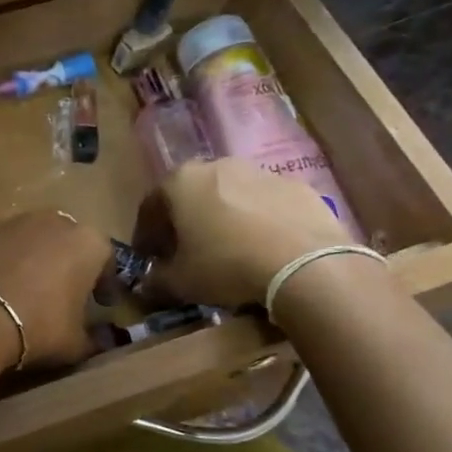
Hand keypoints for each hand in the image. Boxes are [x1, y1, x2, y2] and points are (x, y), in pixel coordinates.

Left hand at [0, 211, 110, 372]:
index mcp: (86, 243)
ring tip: (16, 290)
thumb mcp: (75, 345)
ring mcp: (7, 220)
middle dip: (63, 263)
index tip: (100, 303)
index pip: (105, 258)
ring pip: (24, 237)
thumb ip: (93, 340)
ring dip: (25, 258)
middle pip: (63, 240)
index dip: (103, 282)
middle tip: (57, 293)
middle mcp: (50, 221)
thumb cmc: (37, 328)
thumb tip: (102, 341)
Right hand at [132, 160, 348, 308]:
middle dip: (185, 222)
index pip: (150, 206)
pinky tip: (264, 250)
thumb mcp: (179, 282)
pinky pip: (266, 205)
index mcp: (181, 182)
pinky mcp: (298, 187)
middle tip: (186, 252)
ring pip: (230, 196)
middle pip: (191, 195)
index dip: (146, 235)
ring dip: (223, 219)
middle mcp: (218, 166)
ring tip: (229, 252)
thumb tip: (147, 286)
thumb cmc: (226, 266)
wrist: (305, 265)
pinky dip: (258, 222)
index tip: (149, 257)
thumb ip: (156, 281)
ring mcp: (262, 173)